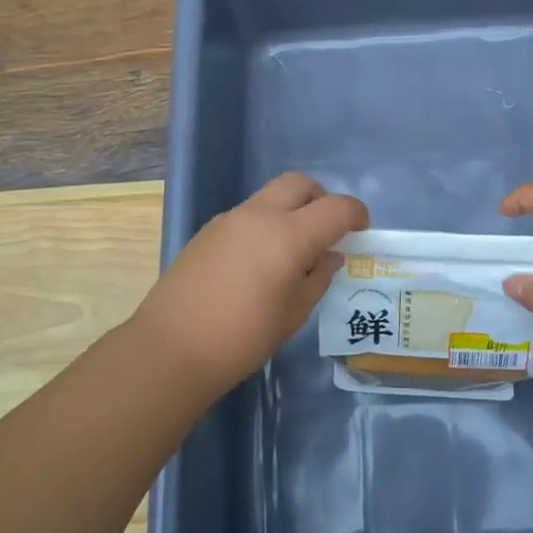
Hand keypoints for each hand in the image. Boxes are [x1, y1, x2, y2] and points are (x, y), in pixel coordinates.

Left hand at [132, 172, 367, 394]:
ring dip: (290, 211)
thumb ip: (318, 277)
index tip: (361, 231)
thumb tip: (328, 256)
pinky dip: (265, 224)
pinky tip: (259, 262)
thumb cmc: (243, 337)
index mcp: (289, 235)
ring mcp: (229, 219)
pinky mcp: (208, 231)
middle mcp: (260, 215)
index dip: (356, 215)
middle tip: (326, 231)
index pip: (336, 208)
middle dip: (321, 199)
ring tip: (292, 252)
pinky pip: (248, 214)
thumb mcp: (294, 313)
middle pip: (300, 184)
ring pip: (271, 196)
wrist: (171, 348)